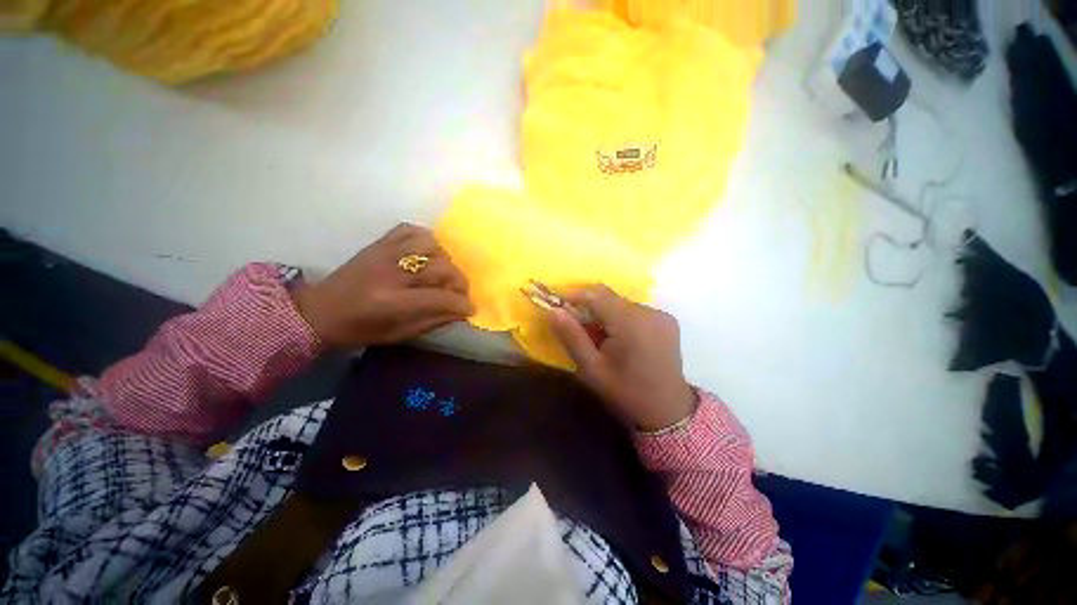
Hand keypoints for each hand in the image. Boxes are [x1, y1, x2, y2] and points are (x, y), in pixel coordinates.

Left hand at [291, 223, 473, 348]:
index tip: (470, 309)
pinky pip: (410, 230)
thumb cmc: (359, 329)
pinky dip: (426, 239)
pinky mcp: (379, 243)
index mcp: (392, 301)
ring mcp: (385, 253)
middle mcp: (391, 273)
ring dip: (446, 260)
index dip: (461, 304)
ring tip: (444, 272)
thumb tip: (460, 312)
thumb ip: (432, 321)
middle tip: (461, 293)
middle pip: (441, 268)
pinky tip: (429, 252)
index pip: (441, 297)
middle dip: (460, 282)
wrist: (320, 310)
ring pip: (430, 246)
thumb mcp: (398, 334)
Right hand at [547, 285, 696, 431]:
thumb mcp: (592, 369)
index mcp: (630, 322)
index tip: (559, 308)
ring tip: (600, 340)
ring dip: (605, 315)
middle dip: (589, 308)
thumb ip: (572, 336)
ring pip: (621, 304)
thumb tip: (553, 311)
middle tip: (578, 330)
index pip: (596, 294)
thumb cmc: (626, 393)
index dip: (574, 296)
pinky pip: (635, 312)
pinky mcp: (667, 321)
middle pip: (609, 298)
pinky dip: (621, 320)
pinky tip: (620, 341)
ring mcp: (661, 315)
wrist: (669, 412)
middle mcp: (649, 312)